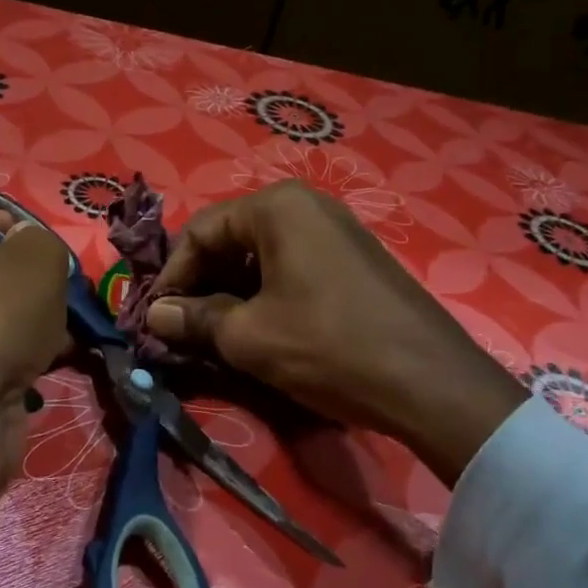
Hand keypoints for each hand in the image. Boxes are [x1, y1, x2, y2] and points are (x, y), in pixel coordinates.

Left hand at [0, 208, 69, 536]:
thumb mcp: (38, 256)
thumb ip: (42, 240)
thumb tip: (30, 250)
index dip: (21, 234)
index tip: (47, 258)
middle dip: (33, 286)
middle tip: (60, 299)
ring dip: (34, 325)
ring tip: (62, 335)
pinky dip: (21, 359)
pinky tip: (49, 364)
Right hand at [144, 181, 527, 484]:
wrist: (431, 381)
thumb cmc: (329, 346)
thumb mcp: (250, 337)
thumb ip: (195, 319)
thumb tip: (156, 315)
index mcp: (277, 207)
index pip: (201, 230)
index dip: (172, 276)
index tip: (156, 318)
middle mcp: (307, 205)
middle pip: (232, 239)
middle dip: (202, 284)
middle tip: (184, 329)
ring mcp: (336, 230)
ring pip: (262, 256)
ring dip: (232, 293)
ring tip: (217, 336)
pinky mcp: (354, 260)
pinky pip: (293, 267)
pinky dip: (267, 295)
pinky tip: (260, 331)